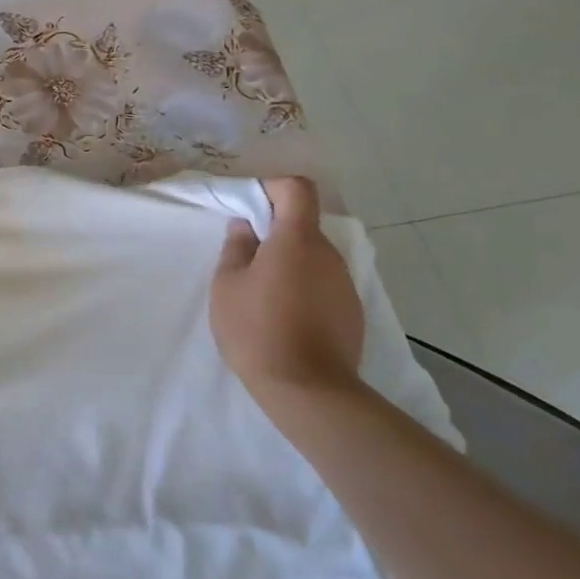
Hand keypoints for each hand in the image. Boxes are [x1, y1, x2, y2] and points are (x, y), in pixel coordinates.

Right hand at [210, 177, 364, 406]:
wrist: (307, 389)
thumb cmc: (257, 329)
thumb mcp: (227, 285)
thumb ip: (236, 248)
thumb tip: (246, 227)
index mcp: (297, 239)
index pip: (297, 189)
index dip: (273, 188)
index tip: (251, 208)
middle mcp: (328, 254)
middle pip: (304, 224)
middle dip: (275, 231)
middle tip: (246, 257)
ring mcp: (344, 283)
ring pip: (313, 256)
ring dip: (289, 262)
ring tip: (262, 293)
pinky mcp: (351, 310)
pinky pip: (323, 283)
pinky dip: (304, 287)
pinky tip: (285, 316)